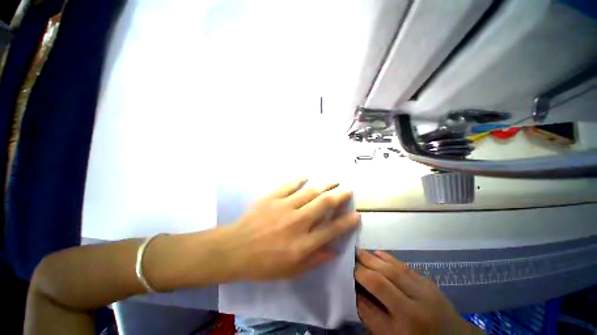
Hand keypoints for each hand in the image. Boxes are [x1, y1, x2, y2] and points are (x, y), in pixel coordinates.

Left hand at [223, 179, 360, 280]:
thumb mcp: (291, 271)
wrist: (235, 250)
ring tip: (334, 181)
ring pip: (310, 191)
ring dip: (324, 185)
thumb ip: (314, 260)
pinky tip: (305, 177)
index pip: (332, 229)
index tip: (356, 214)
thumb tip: (334, 250)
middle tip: (348, 190)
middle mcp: (297, 222)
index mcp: (303, 243)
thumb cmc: (263, 264)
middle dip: (339, 196)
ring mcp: (284, 207)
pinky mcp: (272, 198)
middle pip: (324, 204)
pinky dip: (298, 180)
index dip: (347, 222)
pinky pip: (289, 185)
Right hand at [355, 250, 481, 334]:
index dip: (357, 280)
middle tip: (350, 256)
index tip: (346, 271)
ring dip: (373, 258)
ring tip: (359, 251)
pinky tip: (377, 252)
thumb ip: (371, 315)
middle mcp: (415, 305)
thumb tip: (355, 291)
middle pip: (383, 278)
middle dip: (363, 265)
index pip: (374, 295)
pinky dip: (389, 258)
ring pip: (394, 269)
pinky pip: (405, 266)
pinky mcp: (429, 283)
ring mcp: (425, 291)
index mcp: (404, 324)